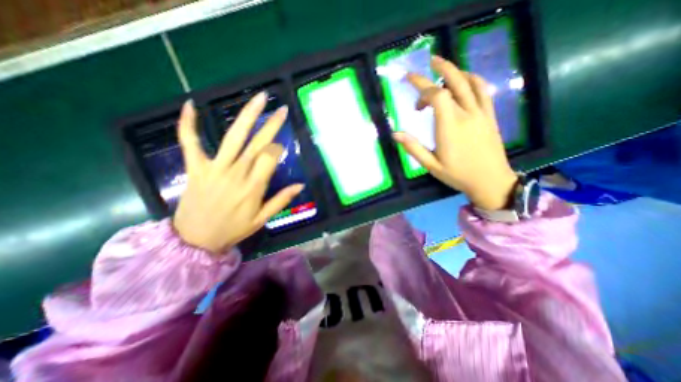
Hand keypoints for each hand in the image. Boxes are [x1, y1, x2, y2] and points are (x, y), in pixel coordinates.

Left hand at [174, 93, 304, 253]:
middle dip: (272, 125)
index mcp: (254, 186)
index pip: (271, 157)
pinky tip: (192, 104)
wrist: (195, 239)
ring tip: (259, 99)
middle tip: (281, 109)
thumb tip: (301, 185)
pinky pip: (190, 142)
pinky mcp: (195, 166)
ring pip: (233, 137)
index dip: (278, 149)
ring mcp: (214, 167)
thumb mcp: (261, 219)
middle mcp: (236, 173)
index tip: (280, 148)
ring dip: (247, 116)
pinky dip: (188, 124)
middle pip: (257, 143)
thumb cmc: (233, 229)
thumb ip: (281, 200)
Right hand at [394, 55, 515, 210]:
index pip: (436, 96)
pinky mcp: (489, 115)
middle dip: (438, 69)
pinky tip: (464, 79)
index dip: (421, 88)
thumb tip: (395, 134)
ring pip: (469, 82)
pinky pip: (482, 90)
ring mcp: (480, 112)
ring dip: (455, 70)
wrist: (490, 180)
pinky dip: (472, 79)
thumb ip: (413, 147)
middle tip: (427, 62)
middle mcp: (466, 114)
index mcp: (449, 126)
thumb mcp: (431, 165)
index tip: (410, 92)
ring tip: (442, 67)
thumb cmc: (457, 174)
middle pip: (453, 82)